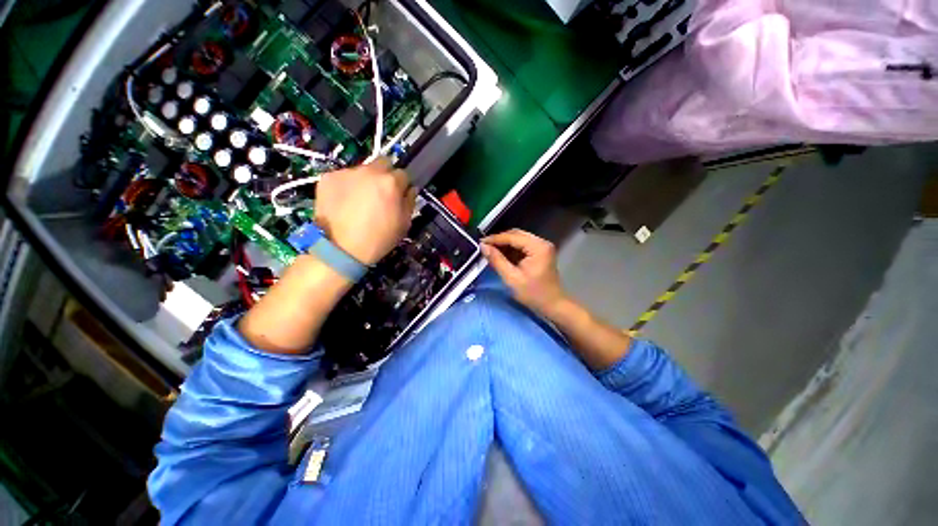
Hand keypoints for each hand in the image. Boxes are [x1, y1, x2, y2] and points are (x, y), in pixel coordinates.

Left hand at [315, 158, 416, 264]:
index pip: (403, 174)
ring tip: (359, 200)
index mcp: (391, 183)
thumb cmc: (378, 239)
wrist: (340, 249)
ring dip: (365, 180)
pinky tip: (344, 202)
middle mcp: (369, 171)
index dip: (402, 186)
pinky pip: (344, 177)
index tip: (398, 196)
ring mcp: (346, 172)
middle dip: (386, 175)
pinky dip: (347, 186)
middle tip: (381, 193)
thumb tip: (411, 189)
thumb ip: (410, 202)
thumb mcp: (404, 224)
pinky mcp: (328, 177)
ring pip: (362, 170)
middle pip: (383, 163)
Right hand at [481, 229, 568, 315]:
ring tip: (490, 251)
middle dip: (499, 240)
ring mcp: (542, 246)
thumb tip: (483, 246)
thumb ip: (497, 260)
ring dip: (504, 244)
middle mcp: (541, 242)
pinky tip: (501, 255)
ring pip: (518, 239)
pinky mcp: (540, 252)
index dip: (495, 239)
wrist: (553, 305)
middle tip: (484, 247)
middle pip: (516, 234)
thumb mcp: (511, 278)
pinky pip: (522, 245)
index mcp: (537, 247)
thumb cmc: (533, 294)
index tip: (480, 243)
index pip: (512, 236)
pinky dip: (511, 249)